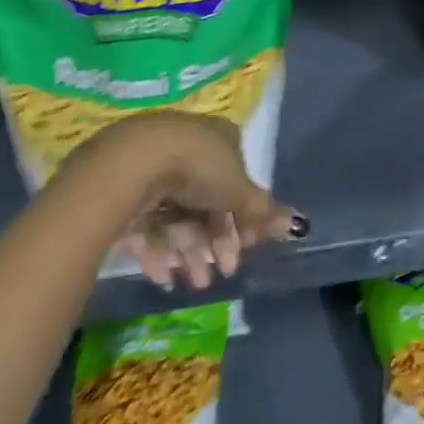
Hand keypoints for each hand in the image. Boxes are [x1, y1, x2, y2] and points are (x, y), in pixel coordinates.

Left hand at [61, 112, 305, 291]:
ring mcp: (156, 169)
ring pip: (177, 217)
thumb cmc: (198, 167)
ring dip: (189, 253)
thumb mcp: (237, 190)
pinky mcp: (126, 191)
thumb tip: (297, 224)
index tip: (242, 251)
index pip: (235, 181)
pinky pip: (147, 225)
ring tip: (192, 283)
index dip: (240, 219)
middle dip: (214, 242)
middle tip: (219, 274)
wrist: (134, 162)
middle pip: (206, 202)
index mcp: (220, 140)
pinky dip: (157, 252)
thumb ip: (262, 210)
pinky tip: (163, 279)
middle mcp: (190, 149)